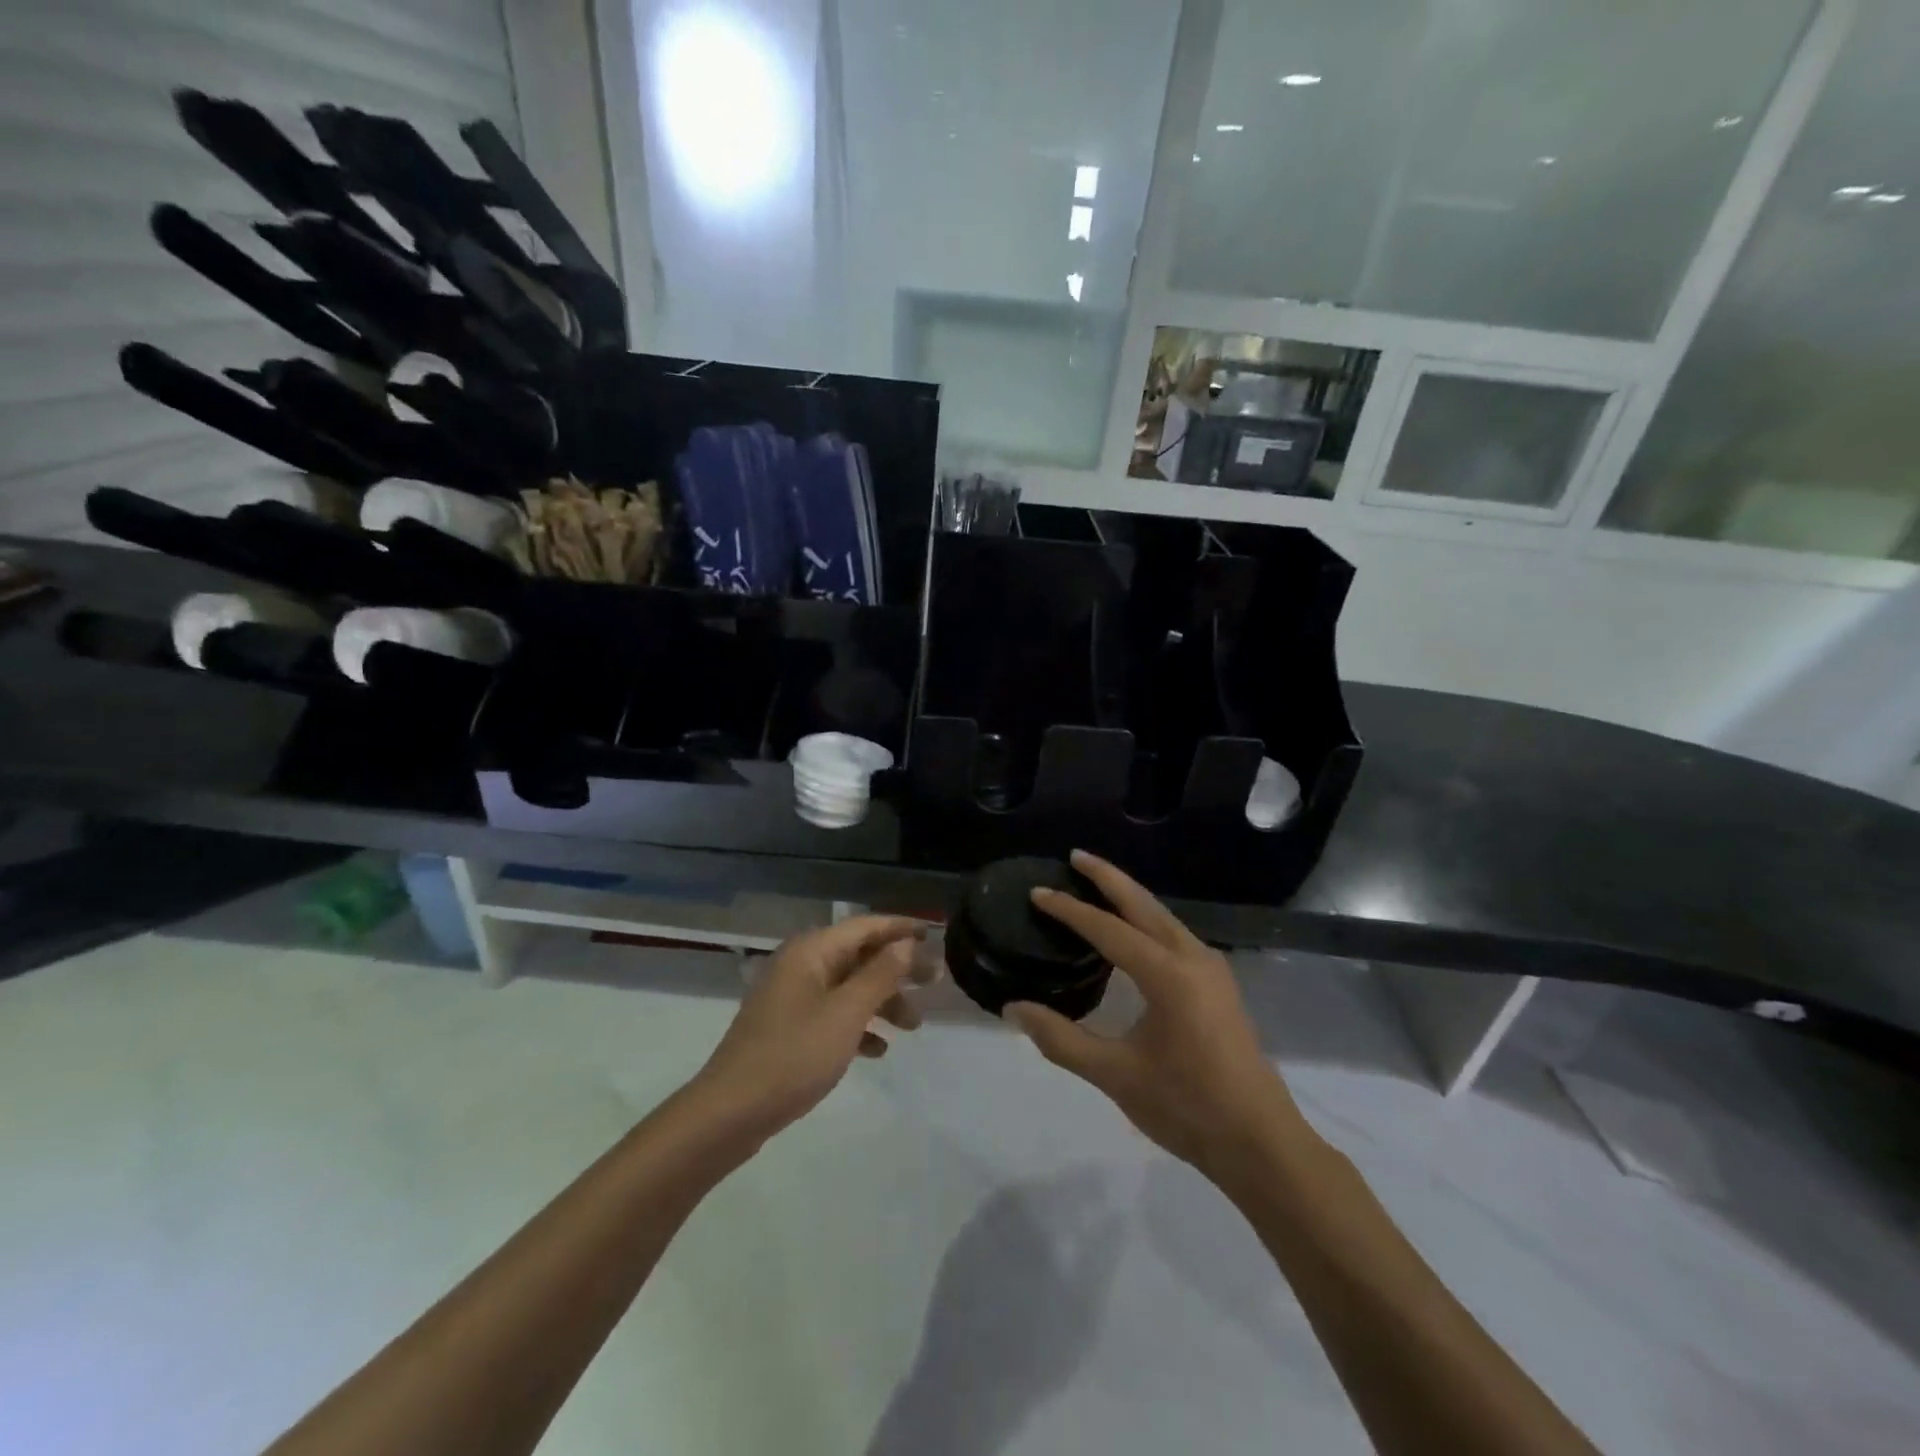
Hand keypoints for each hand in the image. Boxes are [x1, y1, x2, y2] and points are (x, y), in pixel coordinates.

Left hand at [693, 915, 924, 1141]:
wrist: (728, 1114)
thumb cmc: (793, 1056)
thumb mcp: (846, 1014)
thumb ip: (880, 976)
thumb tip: (906, 945)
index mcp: (811, 952)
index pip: (865, 926)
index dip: (901, 928)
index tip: (935, 936)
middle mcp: (800, 965)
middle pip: (858, 955)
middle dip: (896, 968)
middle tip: (934, 983)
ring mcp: (791, 998)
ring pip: (848, 987)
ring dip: (881, 1000)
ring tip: (913, 1026)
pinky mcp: (787, 1028)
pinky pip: (832, 1014)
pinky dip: (858, 1025)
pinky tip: (878, 1050)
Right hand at [1004, 851, 1312, 1178]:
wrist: (1260, 1143)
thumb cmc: (1186, 1107)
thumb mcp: (1115, 1075)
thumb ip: (1061, 1039)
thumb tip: (1013, 1008)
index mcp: (1167, 974)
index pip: (1107, 929)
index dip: (1069, 910)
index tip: (1037, 893)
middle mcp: (1192, 957)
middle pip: (1143, 904)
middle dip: (1108, 877)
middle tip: (1075, 856)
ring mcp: (1211, 969)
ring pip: (1162, 917)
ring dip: (1129, 897)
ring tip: (1097, 884)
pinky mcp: (1218, 984)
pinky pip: (1174, 935)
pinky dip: (1146, 920)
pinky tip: (1132, 930)